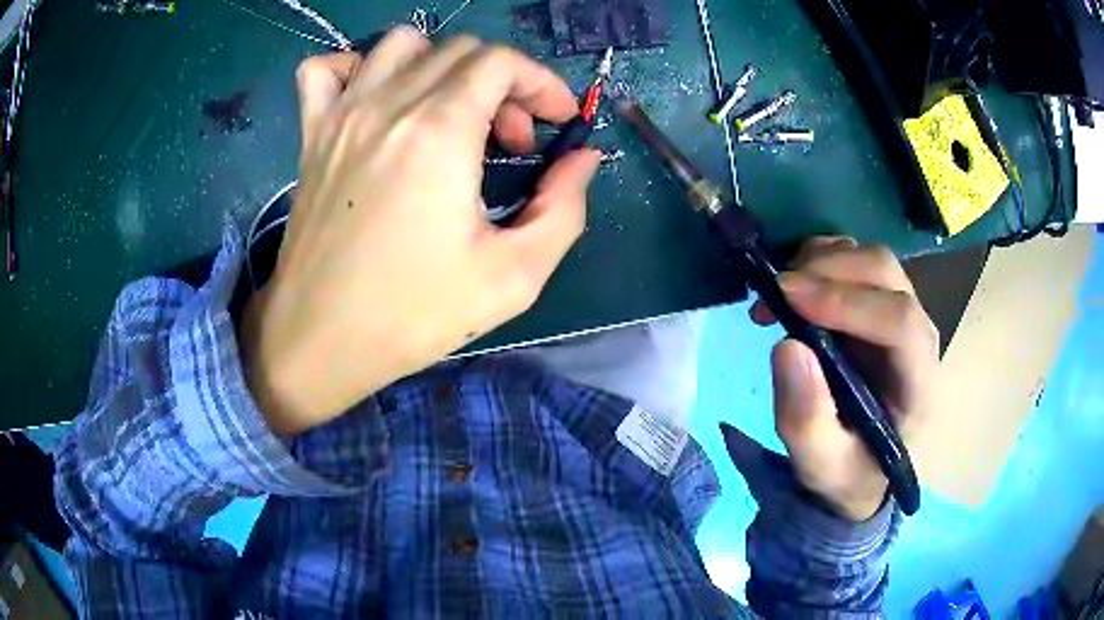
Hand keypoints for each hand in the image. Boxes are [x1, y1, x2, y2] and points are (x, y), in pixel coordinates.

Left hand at [240, 28, 601, 434]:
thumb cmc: (414, 314)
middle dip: (504, 84)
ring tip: (451, 114)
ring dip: (442, 66)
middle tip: (510, 140)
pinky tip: (377, 100)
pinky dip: (358, 68)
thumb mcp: (514, 276)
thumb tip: (584, 160)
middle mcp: (388, 105)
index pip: (501, 62)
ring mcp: (342, 114)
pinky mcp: (312, 134)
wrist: (321, 340)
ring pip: (400, 44)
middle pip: (461, 51)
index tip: (558, 121)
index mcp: (439, 132)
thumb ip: (563, 208)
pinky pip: (326, 69)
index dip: (542, 82)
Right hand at [749, 237, 938, 520]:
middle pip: (885, 274)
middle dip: (828, 271)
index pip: (900, 322)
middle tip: (775, 292)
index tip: (788, 299)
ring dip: (821, 261)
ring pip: (872, 260)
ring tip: (778, 292)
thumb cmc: (850, 473)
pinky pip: (857, 262)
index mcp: (919, 383)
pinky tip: (795, 287)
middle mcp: (919, 337)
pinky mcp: (881, 306)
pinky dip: (821, 261)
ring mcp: (903, 315)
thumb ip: (807, 421)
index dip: (848, 302)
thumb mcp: (822, 467)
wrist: (863, 470)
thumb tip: (788, 346)